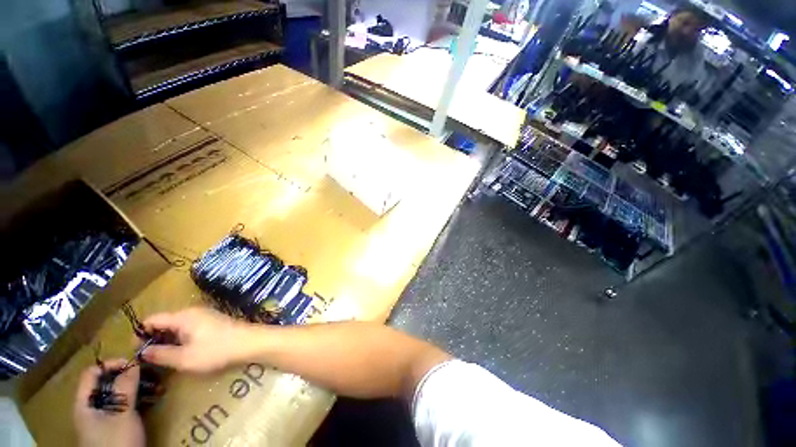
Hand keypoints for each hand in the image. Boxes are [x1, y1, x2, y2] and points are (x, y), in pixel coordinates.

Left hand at [74, 360, 144, 446]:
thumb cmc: (117, 440)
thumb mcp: (122, 413)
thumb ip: (126, 387)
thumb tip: (133, 362)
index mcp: (84, 403)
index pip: (92, 373)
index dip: (111, 364)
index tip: (134, 363)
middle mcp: (89, 408)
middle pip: (104, 383)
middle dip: (127, 377)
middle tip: (148, 374)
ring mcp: (100, 419)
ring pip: (115, 395)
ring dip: (135, 388)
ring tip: (155, 386)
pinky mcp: (111, 427)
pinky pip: (121, 406)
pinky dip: (135, 400)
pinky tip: (149, 399)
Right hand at [141, 307, 253, 372]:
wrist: (250, 342)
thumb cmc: (216, 350)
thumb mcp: (184, 358)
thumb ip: (161, 355)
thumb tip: (142, 352)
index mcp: (183, 316)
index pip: (152, 319)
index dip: (140, 334)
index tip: (135, 352)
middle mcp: (193, 312)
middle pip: (165, 322)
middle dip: (153, 338)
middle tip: (148, 358)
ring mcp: (205, 315)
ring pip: (177, 325)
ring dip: (167, 339)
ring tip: (163, 357)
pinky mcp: (213, 321)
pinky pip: (189, 327)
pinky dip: (181, 338)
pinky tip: (182, 351)